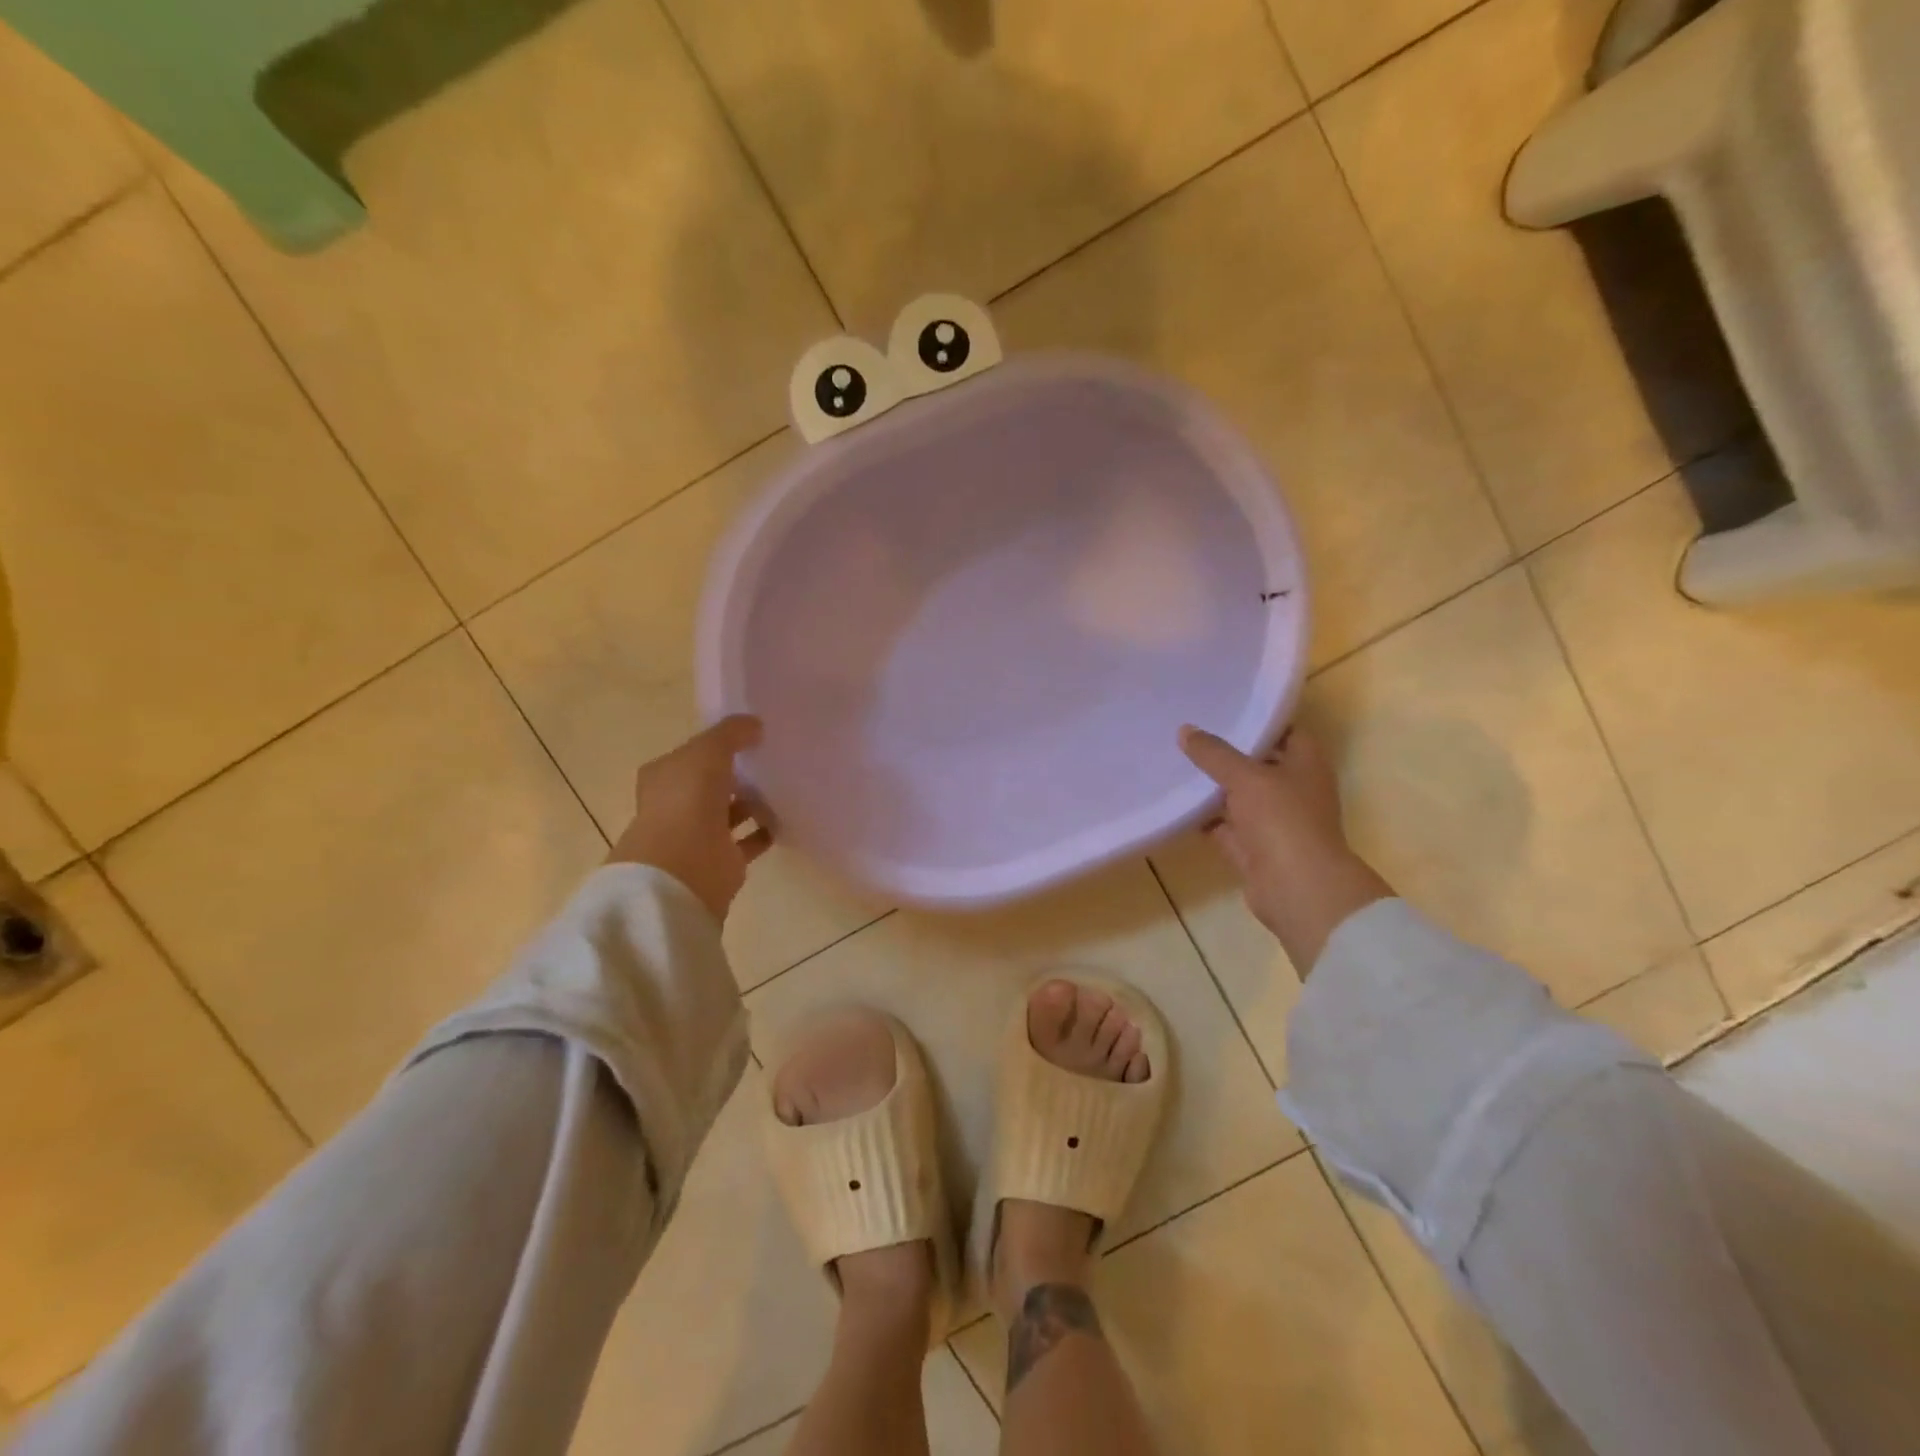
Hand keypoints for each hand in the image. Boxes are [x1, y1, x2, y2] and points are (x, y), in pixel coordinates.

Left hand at [608, 716, 771, 922]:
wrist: (684, 867)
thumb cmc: (687, 801)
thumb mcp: (708, 751)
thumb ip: (731, 733)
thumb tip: (755, 725)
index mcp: (664, 777)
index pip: (691, 755)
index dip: (717, 745)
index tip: (750, 737)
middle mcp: (677, 805)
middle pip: (711, 784)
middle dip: (737, 774)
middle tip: (771, 760)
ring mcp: (698, 835)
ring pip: (730, 812)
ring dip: (753, 802)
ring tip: (784, 787)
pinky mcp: (722, 860)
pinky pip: (748, 840)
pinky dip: (765, 831)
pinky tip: (787, 818)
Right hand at [1178, 723, 1392, 973]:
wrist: (1297, 888)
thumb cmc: (1282, 820)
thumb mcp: (1245, 777)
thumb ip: (1214, 753)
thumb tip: (1185, 730)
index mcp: (1306, 763)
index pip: (1284, 730)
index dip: (1257, 718)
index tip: (1224, 707)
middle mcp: (1294, 788)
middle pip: (1258, 763)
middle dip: (1227, 752)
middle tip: (1190, 733)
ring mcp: (1274, 820)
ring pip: (1239, 796)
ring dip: (1214, 786)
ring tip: (1177, 762)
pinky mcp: (1254, 847)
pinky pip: (1225, 826)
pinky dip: (1205, 818)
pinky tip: (1177, 803)